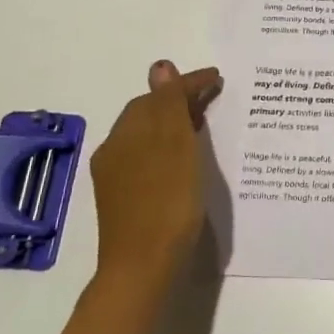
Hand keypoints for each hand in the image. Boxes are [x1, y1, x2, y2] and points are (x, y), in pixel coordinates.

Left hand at [88, 60, 221, 285]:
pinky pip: (147, 156)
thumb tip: (162, 66)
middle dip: (178, 100)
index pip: (159, 95)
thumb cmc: (166, 202)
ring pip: (147, 136)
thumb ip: (169, 105)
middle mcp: (115, 149)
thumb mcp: (175, 146)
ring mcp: (116, 176)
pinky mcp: (123, 199)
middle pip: (148, 113)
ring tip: (203, 123)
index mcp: (127, 133)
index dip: (188, 83)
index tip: (218, 78)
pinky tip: (184, 158)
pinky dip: (168, 146)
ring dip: (173, 123)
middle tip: (212, 97)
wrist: (143, 267)